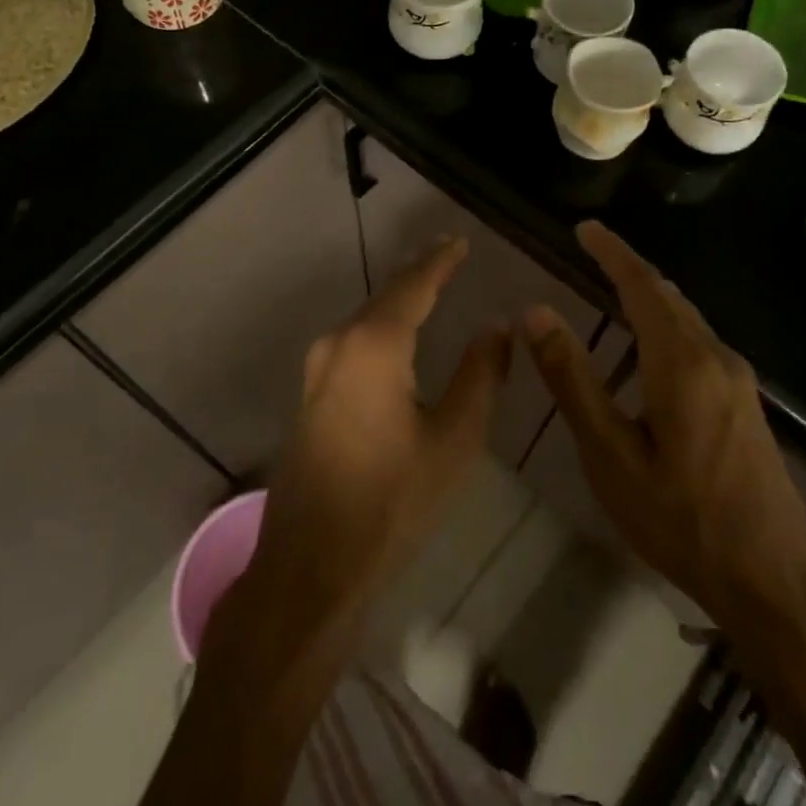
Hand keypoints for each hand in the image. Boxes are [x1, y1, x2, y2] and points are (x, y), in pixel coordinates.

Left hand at [210, 237, 511, 676]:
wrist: (311, 564)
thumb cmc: (391, 501)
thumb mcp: (453, 440)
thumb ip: (480, 375)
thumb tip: (495, 326)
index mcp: (374, 346)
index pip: (413, 287)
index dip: (439, 262)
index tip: (459, 241)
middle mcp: (338, 345)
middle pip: (385, 297)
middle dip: (418, 275)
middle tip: (448, 255)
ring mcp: (317, 370)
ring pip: (365, 320)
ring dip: (397, 301)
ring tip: (428, 286)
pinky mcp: (310, 395)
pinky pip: (352, 345)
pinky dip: (380, 327)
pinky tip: (396, 335)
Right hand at [522, 221, 805, 684]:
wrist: (774, 585)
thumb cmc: (681, 521)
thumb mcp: (611, 455)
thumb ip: (572, 380)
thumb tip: (536, 314)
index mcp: (682, 363)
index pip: (642, 287)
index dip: (613, 253)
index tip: (585, 228)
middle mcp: (717, 359)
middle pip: (668, 297)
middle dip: (629, 269)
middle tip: (591, 251)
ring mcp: (738, 382)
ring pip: (687, 320)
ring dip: (649, 298)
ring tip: (611, 289)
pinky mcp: (745, 405)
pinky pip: (699, 344)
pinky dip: (666, 326)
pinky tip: (648, 350)